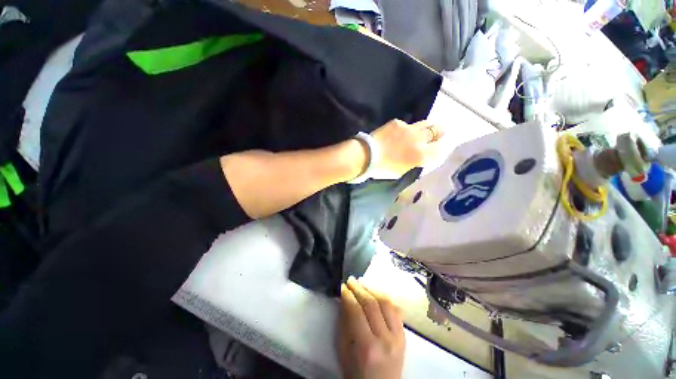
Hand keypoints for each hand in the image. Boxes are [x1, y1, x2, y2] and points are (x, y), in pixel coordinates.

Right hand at [338, 277, 404, 378]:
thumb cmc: (357, 374)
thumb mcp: (344, 352)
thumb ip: (344, 324)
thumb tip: (344, 300)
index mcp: (367, 347)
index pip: (356, 312)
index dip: (348, 296)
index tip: (342, 286)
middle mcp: (385, 339)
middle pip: (372, 304)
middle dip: (359, 289)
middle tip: (351, 280)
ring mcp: (398, 337)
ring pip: (386, 303)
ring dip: (373, 289)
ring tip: (363, 283)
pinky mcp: (404, 336)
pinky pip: (397, 310)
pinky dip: (386, 299)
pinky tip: (377, 293)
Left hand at [369, 119, 443, 178]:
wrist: (367, 155)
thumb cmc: (384, 168)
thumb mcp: (402, 170)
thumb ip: (415, 162)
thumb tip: (420, 156)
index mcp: (421, 155)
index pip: (440, 148)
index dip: (440, 147)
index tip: (436, 147)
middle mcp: (419, 140)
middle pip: (438, 130)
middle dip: (438, 132)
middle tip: (436, 134)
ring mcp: (409, 129)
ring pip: (425, 123)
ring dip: (426, 127)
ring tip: (422, 130)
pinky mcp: (398, 123)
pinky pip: (406, 124)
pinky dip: (405, 129)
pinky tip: (397, 134)